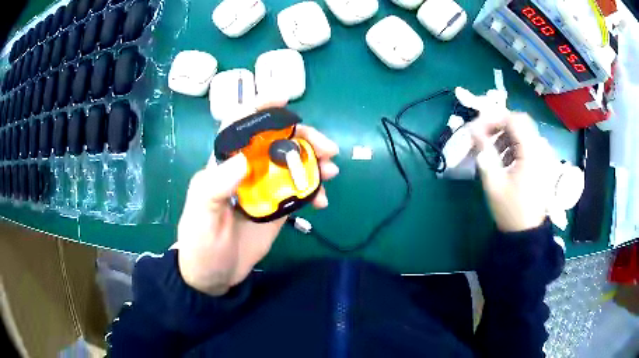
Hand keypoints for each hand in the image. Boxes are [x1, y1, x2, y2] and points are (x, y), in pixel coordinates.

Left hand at [175, 100, 339, 295]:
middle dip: (302, 137)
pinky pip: (298, 190)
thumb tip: (241, 161)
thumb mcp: (201, 216)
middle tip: (327, 149)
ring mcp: (263, 188)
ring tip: (332, 170)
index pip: (239, 126)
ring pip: (291, 163)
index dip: (259, 108)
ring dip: (314, 162)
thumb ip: (215, 188)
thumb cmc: (200, 245)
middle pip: (275, 141)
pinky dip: (313, 190)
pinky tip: (322, 200)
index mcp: (222, 165)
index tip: (283, 98)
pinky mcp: (276, 206)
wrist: (213, 276)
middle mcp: (245, 170)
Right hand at [470, 113, 552, 232]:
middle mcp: (541, 149)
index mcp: (531, 153)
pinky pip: (528, 143)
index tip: (478, 128)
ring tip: (493, 151)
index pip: (514, 120)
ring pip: (524, 131)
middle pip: (520, 122)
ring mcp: (544, 155)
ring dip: (506, 135)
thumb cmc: (510, 210)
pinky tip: (505, 159)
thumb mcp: (494, 182)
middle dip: (500, 124)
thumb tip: (472, 129)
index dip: (494, 118)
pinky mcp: (543, 162)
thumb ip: (484, 152)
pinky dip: (514, 144)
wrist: (527, 232)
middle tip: (484, 135)